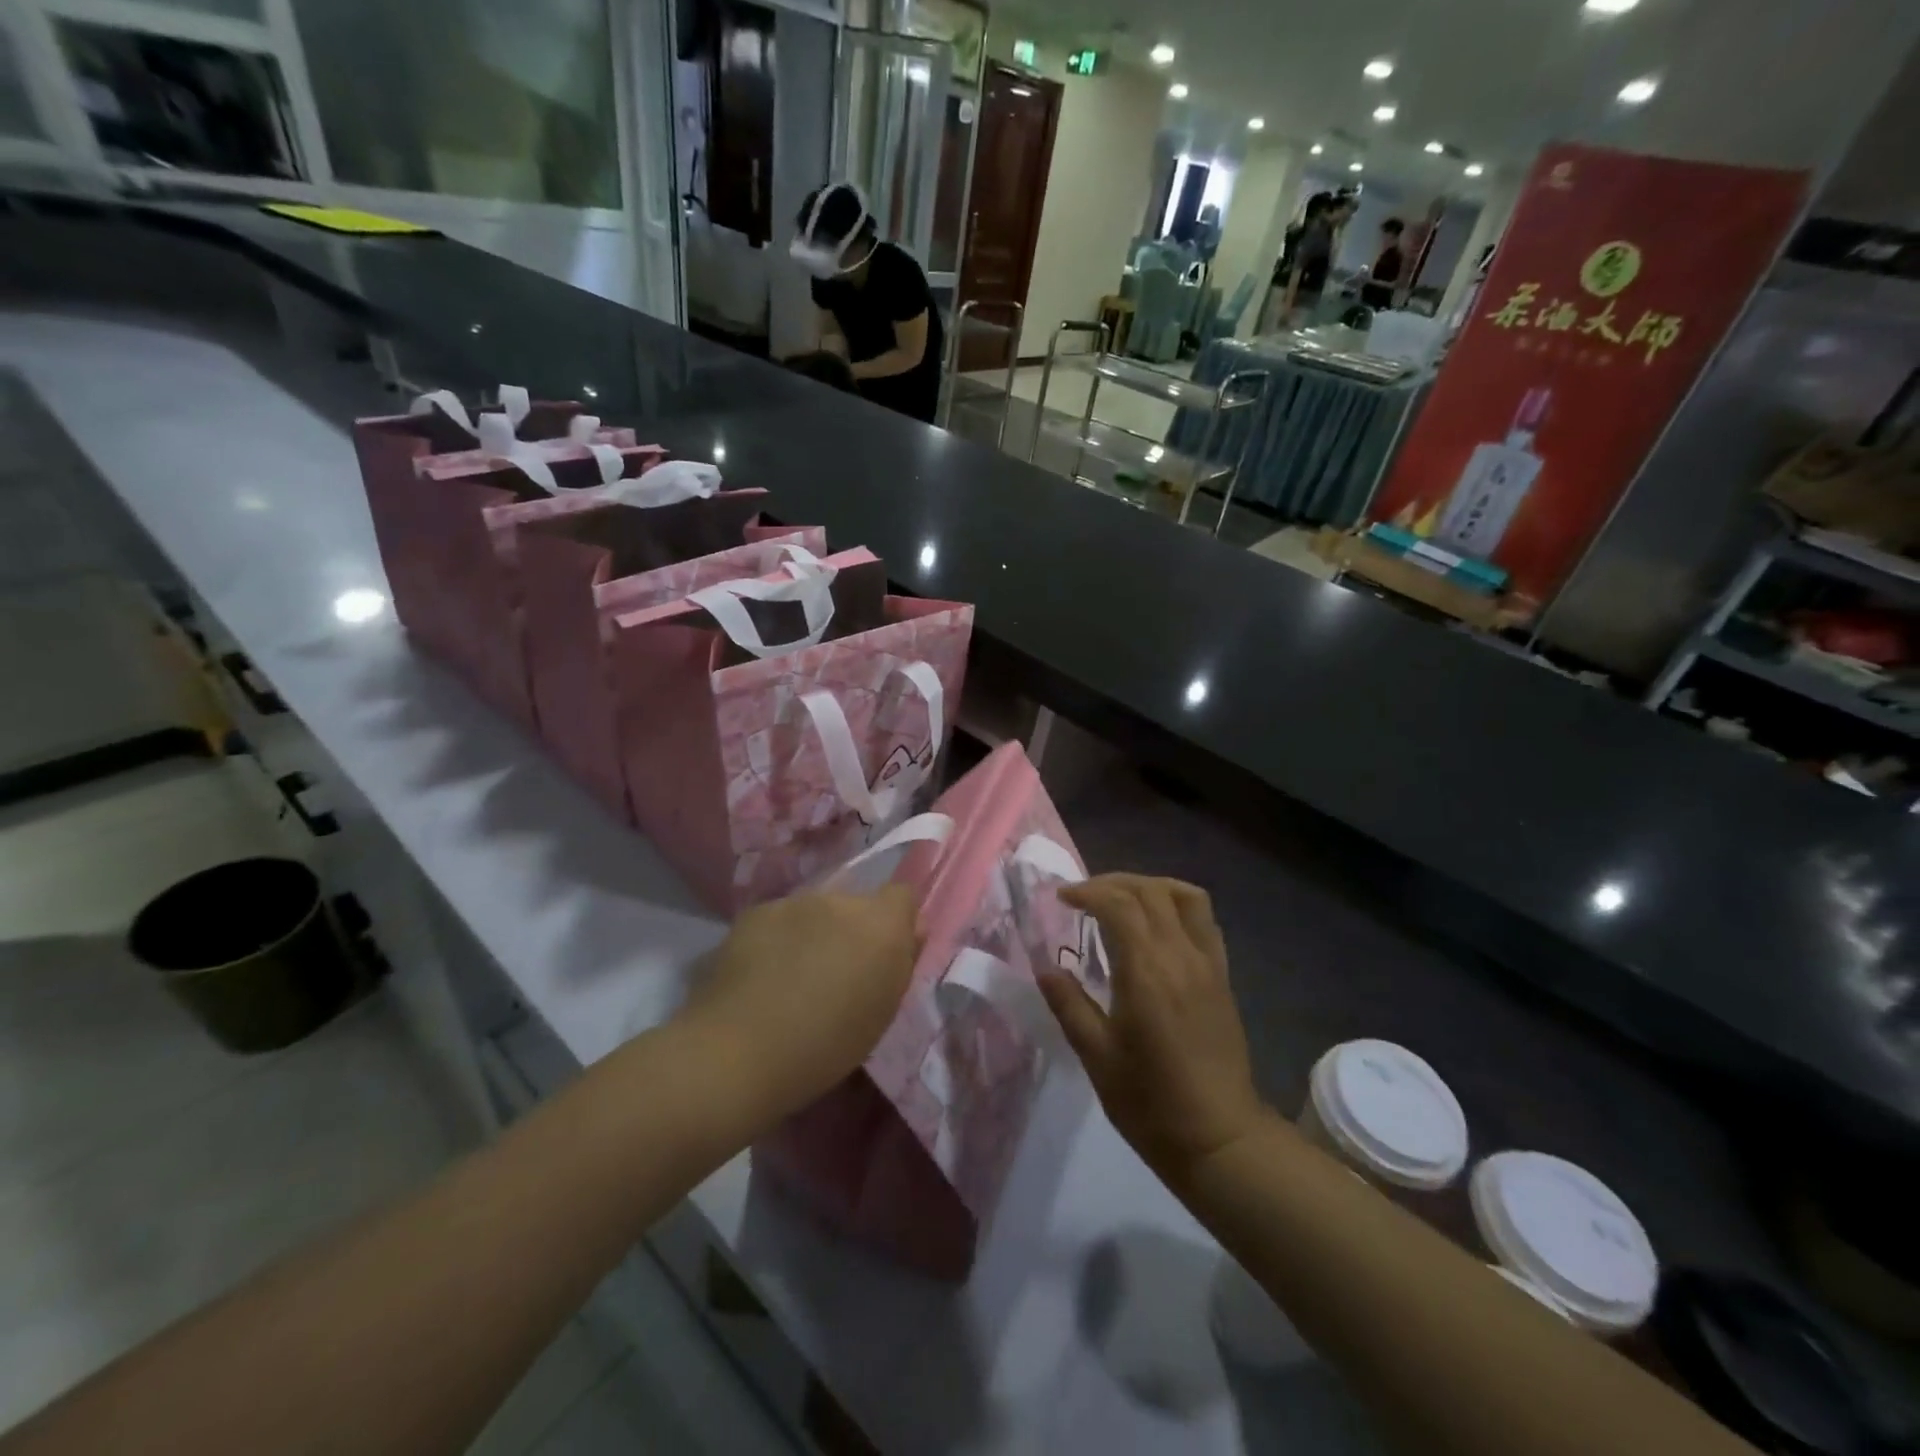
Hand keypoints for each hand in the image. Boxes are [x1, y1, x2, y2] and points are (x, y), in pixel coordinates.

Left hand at [681, 886, 920, 1116]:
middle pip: (855, 904)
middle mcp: (841, 900)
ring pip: (815, 912)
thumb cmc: (826, 1045)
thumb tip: (910, 932)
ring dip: (813, 934)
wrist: (740, 1052)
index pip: (902, 895)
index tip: (884, 952)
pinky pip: (779, 920)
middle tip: (835, 972)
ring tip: (792, 977)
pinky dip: (777, 940)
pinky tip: (761, 976)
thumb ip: (900, 962)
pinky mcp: (755, 912)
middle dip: (851, 931)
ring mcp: (794, 902)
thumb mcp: (882, 1013)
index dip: (896, 920)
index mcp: (881, 924)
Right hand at [1039, 875, 1266, 1185]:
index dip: (1087, 891)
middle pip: (1150, 891)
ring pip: (1184, 896)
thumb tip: (1045, 967)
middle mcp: (1181, 955)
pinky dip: (1177, 904)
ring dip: (1149, 886)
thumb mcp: (1097, 1057)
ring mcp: (1208, 963)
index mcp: (1147, 971)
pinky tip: (1157, 925)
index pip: (1118, 904)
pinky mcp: (1222, 976)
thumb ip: (1069, 1005)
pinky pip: (1205, 920)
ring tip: (1122, 900)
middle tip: (1083, 897)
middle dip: (1112, 883)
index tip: (1061, 898)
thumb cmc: (1151, 1103)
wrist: (1220, 1139)